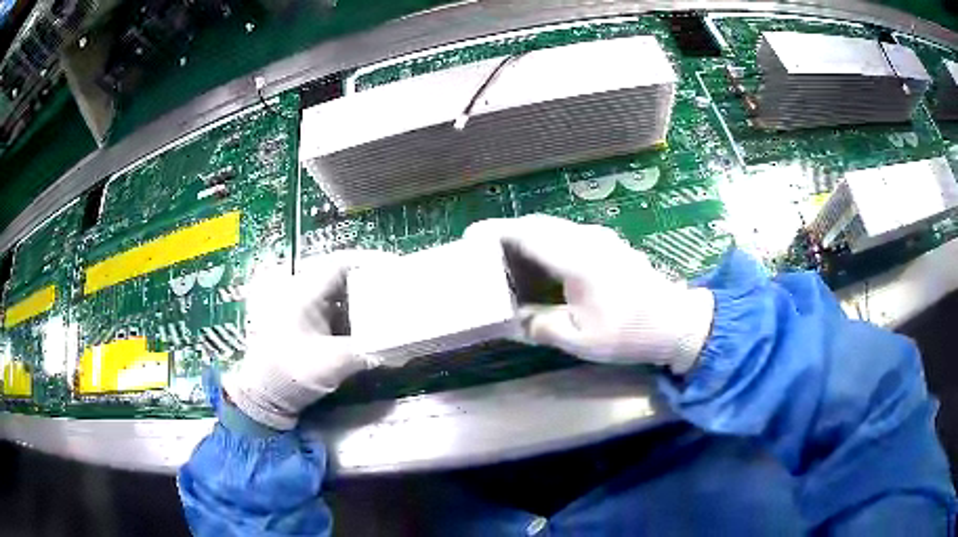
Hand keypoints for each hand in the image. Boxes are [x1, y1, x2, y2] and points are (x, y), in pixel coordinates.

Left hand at [225, 250, 395, 429]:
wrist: (264, 395)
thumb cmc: (291, 374)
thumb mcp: (331, 364)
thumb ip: (368, 352)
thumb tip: (400, 349)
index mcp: (303, 293)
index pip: (341, 263)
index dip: (371, 261)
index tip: (398, 268)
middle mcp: (303, 293)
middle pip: (343, 275)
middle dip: (372, 280)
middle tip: (399, 288)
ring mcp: (304, 308)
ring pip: (341, 292)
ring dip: (365, 298)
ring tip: (392, 306)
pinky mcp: (307, 323)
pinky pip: (336, 309)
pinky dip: (356, 313)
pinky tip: (372, 325)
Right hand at [464, 215, 713, 373]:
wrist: (676, 322)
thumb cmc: (628, 332)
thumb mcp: (580, 338)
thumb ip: (540, 325)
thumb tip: (515, 318)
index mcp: (577, 258)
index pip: (527, 235)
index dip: (495, 233)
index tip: (469, 238)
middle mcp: (587, 239)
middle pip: (538, 225)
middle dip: (506, 233)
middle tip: (481, 251)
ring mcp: (600, 239)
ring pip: (552, 228)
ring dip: (525, 237)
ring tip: (503, 258)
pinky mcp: (608, 246)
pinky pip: (566, 236)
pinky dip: (544, 243)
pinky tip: (539, 264)